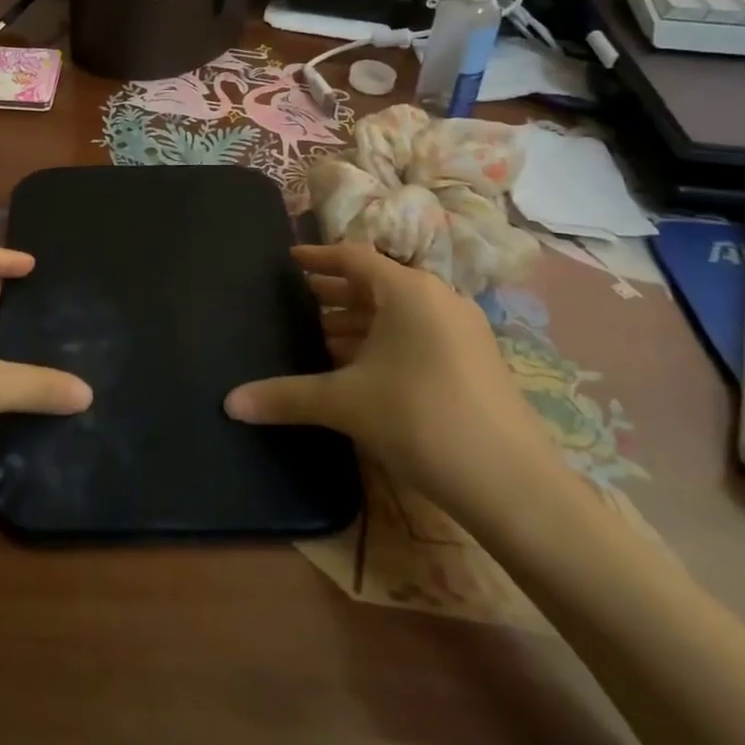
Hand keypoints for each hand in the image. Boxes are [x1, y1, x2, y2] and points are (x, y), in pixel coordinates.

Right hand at [225, 242, 564, 527]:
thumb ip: (286, 396)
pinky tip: (362, 371)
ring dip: (359, 322)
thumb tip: (229, 403)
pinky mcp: (475, 363)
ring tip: (322, 338)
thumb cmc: (421, 420)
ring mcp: (463, 331)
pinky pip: (418, 336)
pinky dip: (385, 343)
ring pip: (399, 313)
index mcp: (409, 291)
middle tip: (298, 301)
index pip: (354, 257)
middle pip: (377, 284)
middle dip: (336, 293)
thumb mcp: (346, 404)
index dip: (318, 257)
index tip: (290, 260)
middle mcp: (438, 299)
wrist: (515, 487)